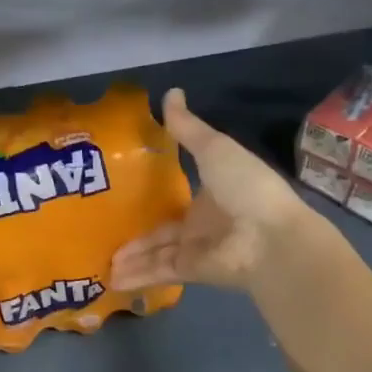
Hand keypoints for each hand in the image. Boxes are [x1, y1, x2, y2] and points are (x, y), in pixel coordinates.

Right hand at [110, 89, 312, 290]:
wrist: (271, 237)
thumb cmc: (246, 185)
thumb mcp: (214, 149)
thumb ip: (187, 128)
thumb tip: (170, 92)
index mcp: (212, 191)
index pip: (177, 195)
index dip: (153, 195)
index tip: (123, 192)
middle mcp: (203, 222)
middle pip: (162, 230)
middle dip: (136, 235)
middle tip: (101, 233)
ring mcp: (197, 249)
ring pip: (156, 253)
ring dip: (131, 259)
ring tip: (100, 263)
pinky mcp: (191, 271)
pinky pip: (159, 271)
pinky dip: (137, 276)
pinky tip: (111, 279)